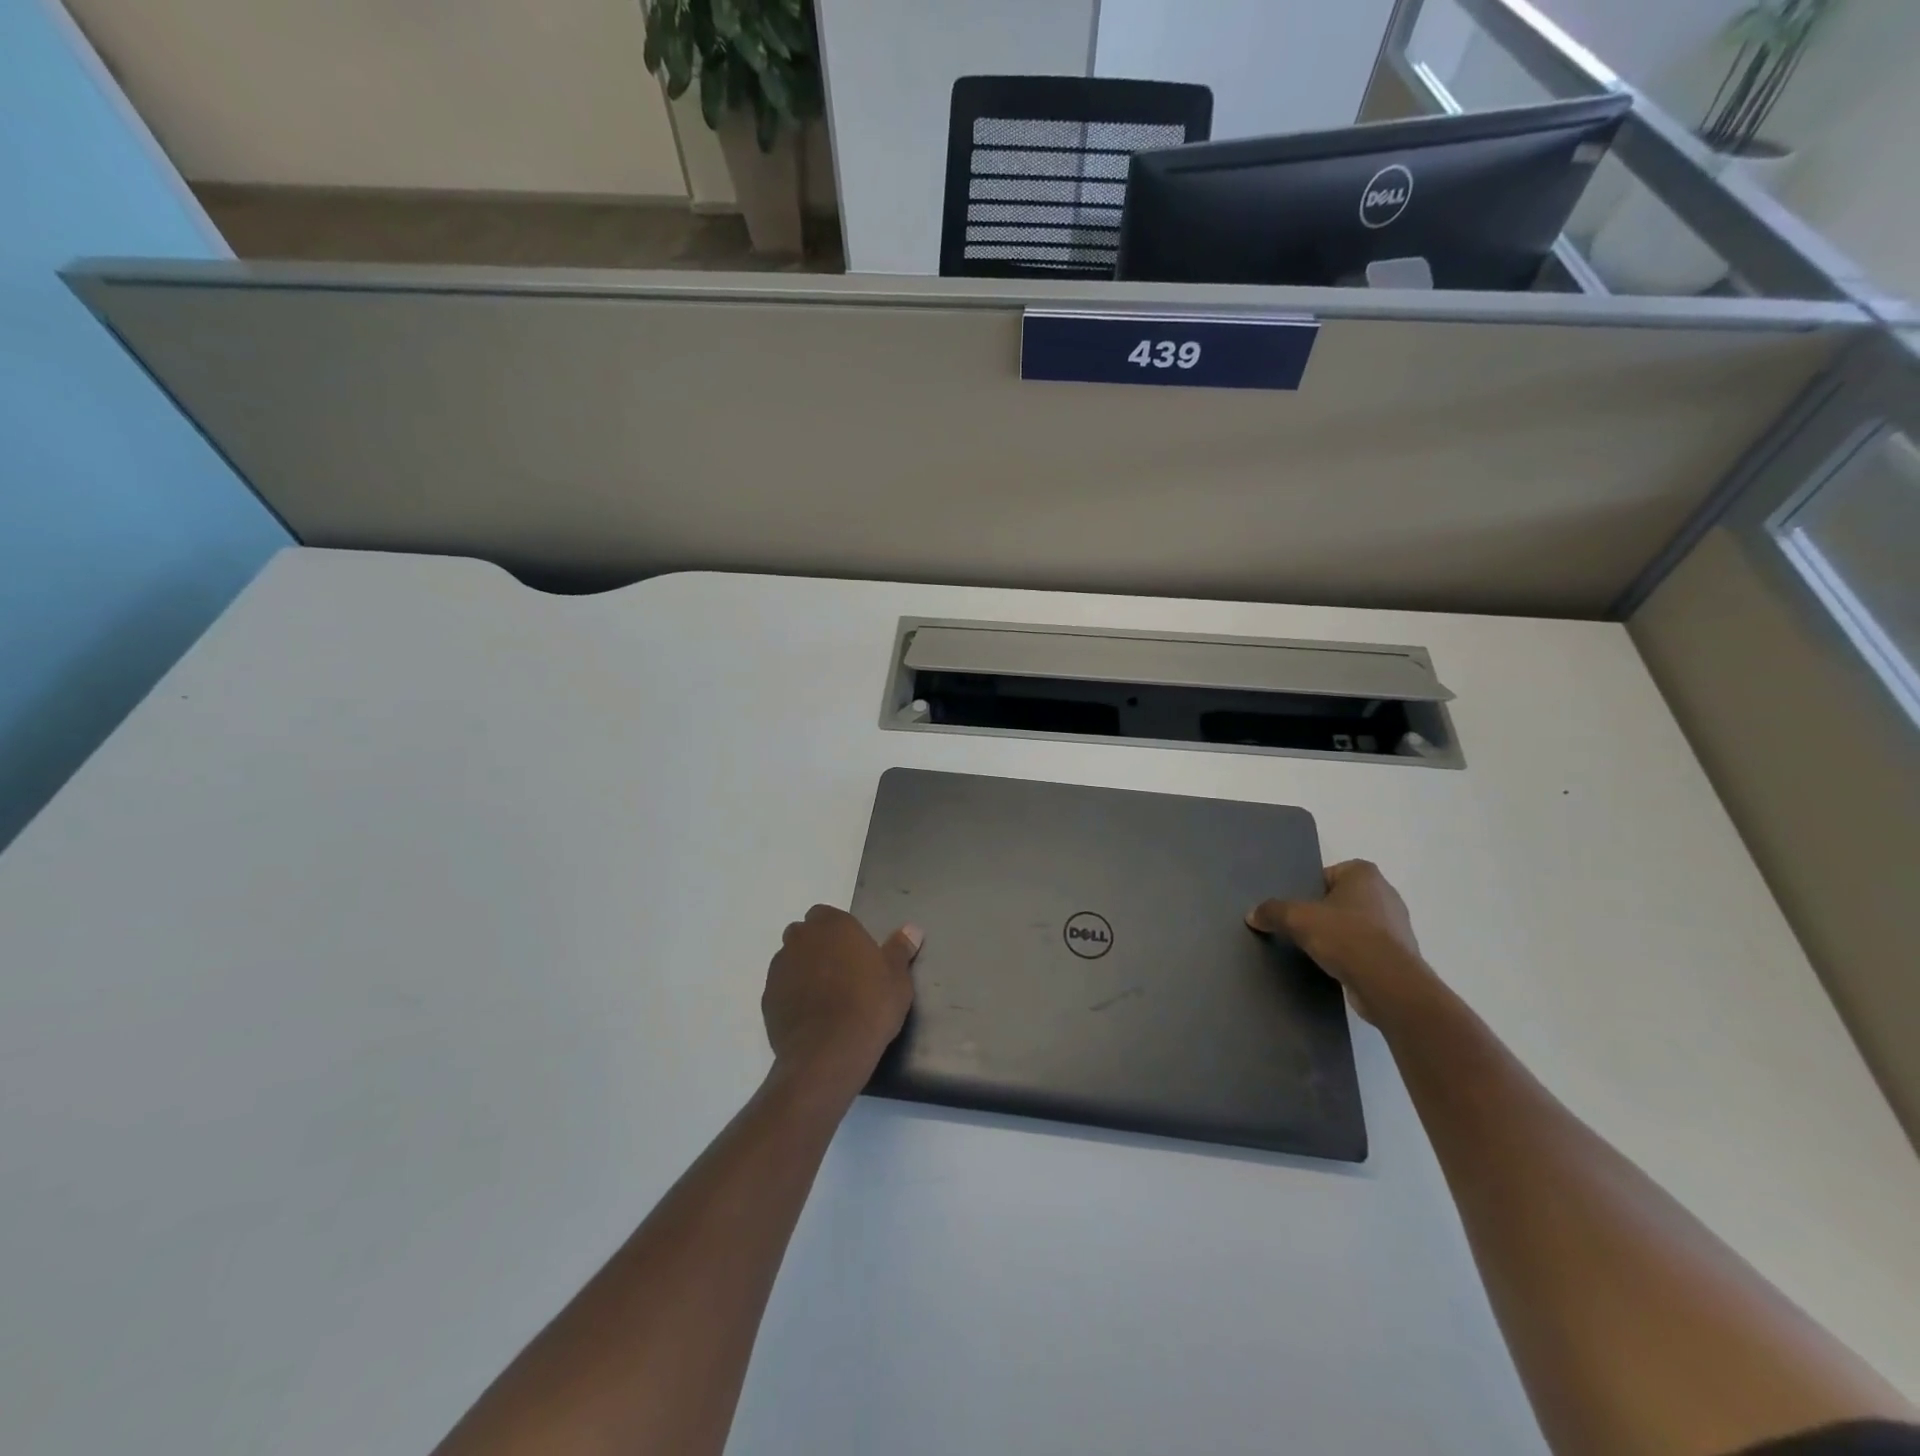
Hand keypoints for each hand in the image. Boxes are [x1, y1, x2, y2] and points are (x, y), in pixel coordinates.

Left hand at [763, 906, 921, 1092]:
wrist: (828, 1054)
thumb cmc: (870, 1005)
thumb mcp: (897, 977)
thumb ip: (900, 949)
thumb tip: (912, 929)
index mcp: (832, 925)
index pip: (827, 915)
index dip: (840, 932)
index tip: (855, 953)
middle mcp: (800, 939)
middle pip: (805, 935)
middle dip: (819, 948)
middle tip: (843, 973)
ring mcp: (779, 969)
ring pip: (791, 961)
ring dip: (804, 971)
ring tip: (827, 998)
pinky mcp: (767, 999)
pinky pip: (782, 990)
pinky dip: (793, 997)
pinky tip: (812, 1018)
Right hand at [1247, 860, 1435, 1023]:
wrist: (1388, 983)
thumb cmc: (1345, 936)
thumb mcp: (1297, 919)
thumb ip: (1273, 911)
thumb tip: (1252, 915)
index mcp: (1365, 875)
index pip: (1330, 873)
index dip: (1311, 888)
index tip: (1297, 907)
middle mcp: (1386, 894)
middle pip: (1343, 899)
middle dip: (1325, 912)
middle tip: (1302, 927)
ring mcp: (1397, 926)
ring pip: (1357, 924)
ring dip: (1340, 935)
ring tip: (1317, 950)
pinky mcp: (1400, 955)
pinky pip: (1368, 949)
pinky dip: (1353, 955)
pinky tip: (1336, 967)